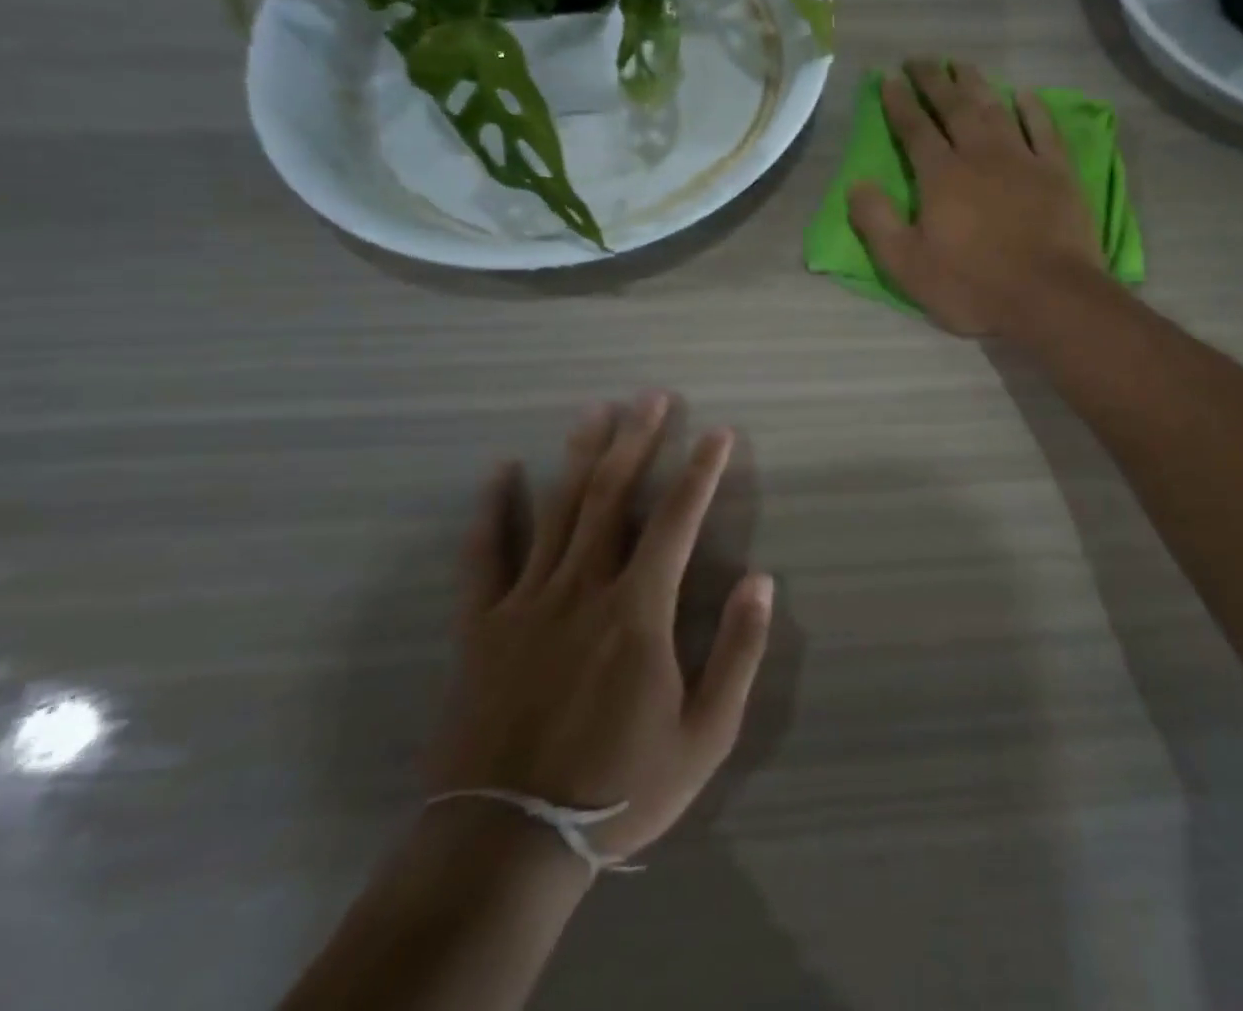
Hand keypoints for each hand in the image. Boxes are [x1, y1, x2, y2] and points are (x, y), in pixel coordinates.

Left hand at [428, 392, 773, 860]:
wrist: (507, 846)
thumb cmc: (618, 789)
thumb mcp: (705, 735)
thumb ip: (738, 652)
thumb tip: (761, 580)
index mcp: (639, 610)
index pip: (678, 519)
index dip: (701, 471)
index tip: (716, 433)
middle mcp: (584, 587)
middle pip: (614, 496)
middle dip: (637, 440)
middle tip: (652, 397)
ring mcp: (527, 601)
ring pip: (558, 510)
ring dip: (580, 455)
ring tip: (596, 410)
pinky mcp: (481, 626)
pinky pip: (485, 555)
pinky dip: (494, 509)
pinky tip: (502, 471)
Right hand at [848, 60, 1104, 336]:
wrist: (1049, 297)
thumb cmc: (972, 286)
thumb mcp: (907, 265)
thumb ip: (877, 222)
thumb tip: (856, 184)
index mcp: (941, 176)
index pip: (914, 128)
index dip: (900, 102)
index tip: (890, 78)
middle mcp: (980, 155)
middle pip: (954, 107)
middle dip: (934, 80)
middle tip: (920, 59)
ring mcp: (1023, 159)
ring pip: (995, 109)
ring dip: (976, 84)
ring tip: (961, 65)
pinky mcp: (1058, 172)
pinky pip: (1043, 129)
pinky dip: (1033, 108)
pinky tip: (1023, 94)